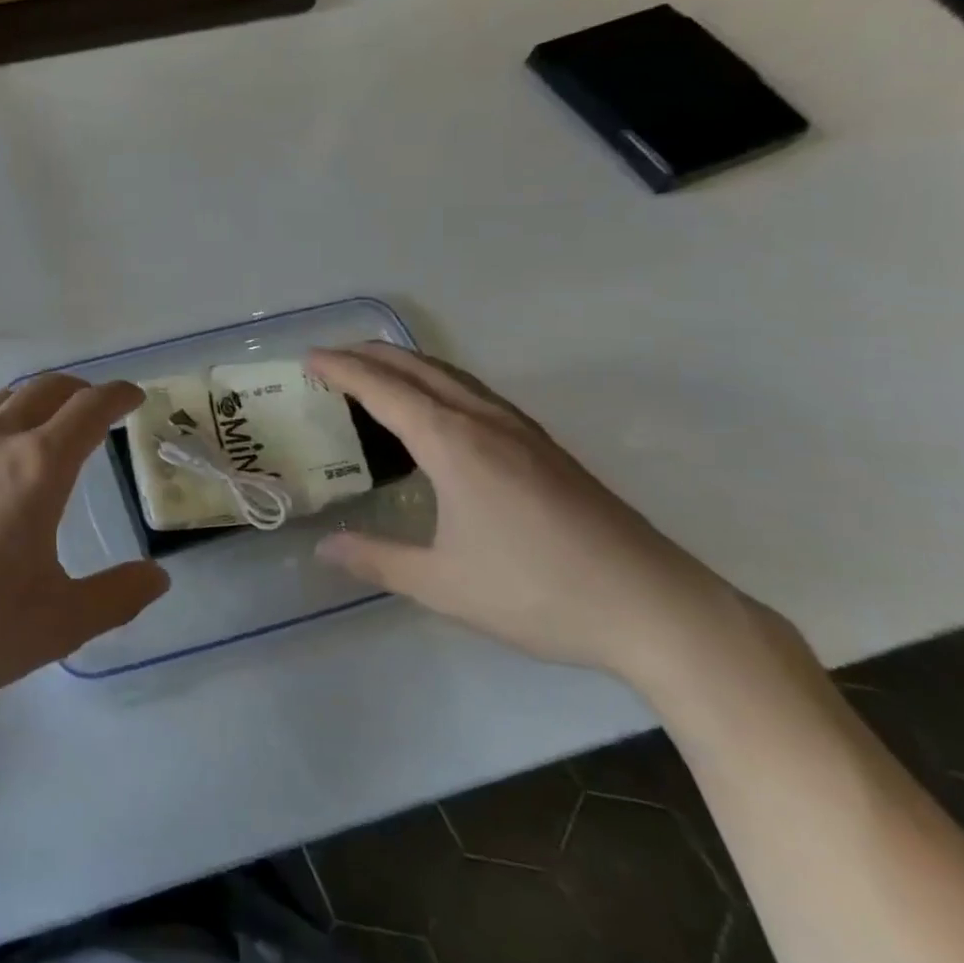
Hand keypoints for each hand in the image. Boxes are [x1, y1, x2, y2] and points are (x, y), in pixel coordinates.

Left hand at [0, 376, 169, 715]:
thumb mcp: (61, 622)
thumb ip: (117, 596)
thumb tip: (157, 576)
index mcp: (37, 468)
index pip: (88, 410)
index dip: (117, 396)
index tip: (133, 396)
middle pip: (43, 390)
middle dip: (77, 389)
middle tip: (94, 405)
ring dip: (31, 402)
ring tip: (43, 423)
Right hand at [307, 344, 738, 683]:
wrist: (655, 608)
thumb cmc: (539, 593)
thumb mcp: (443, 585)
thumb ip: (377, 560)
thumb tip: (323, 548)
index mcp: (453, 444)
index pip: (383, 390)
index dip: (342, 369)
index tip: (308, 358)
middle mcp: (484, 422)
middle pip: (417, 368)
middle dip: (369, 354)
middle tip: (331, 355)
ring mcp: (521, 430)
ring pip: (451, 375)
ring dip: (406, 364)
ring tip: (375, 370)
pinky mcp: (545, 447)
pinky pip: (476, 392)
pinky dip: (438, 381)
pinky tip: (440, 406)